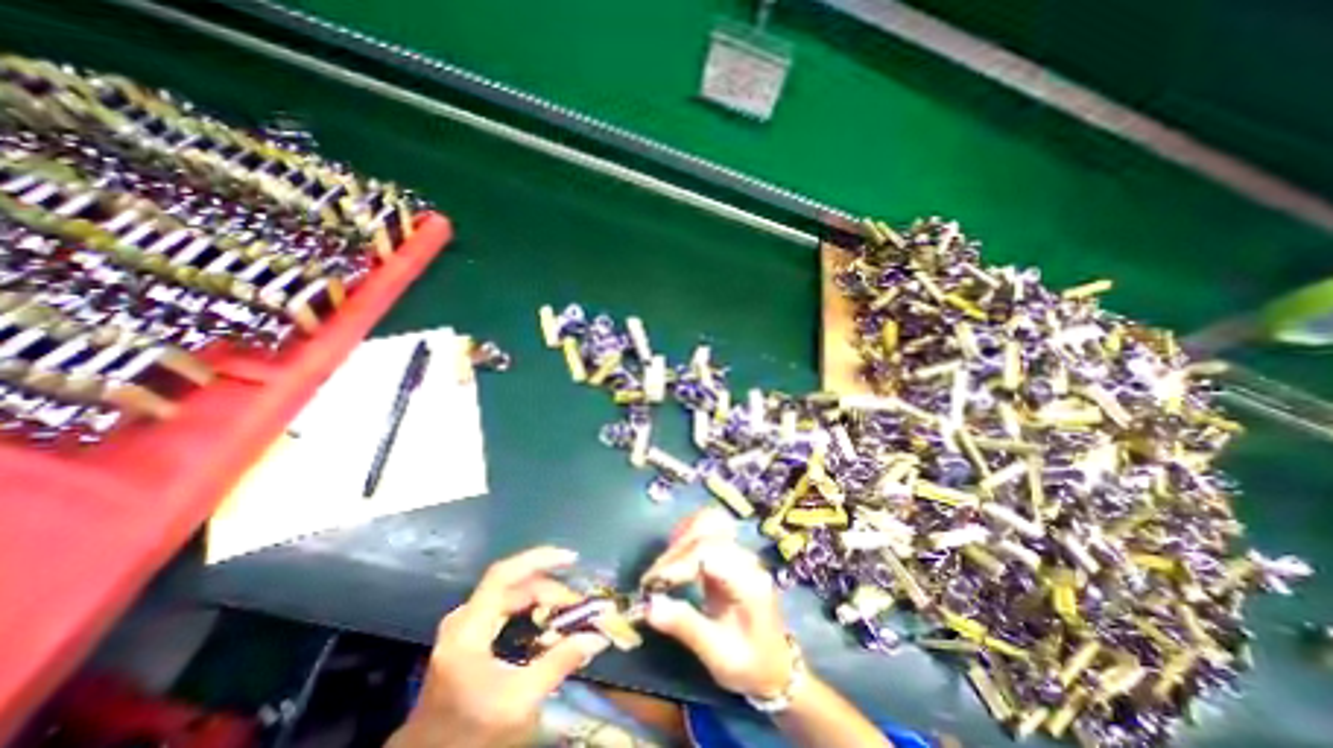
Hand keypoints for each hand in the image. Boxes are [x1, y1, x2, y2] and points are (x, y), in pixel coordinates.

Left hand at [387, 542, 610, 747]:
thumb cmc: (469, 734)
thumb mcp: (518, 701)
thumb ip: (559, 663)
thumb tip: (596, 636)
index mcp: (468, 628)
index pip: (504, 574)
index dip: (538, 559)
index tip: (571, 559)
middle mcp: (465, 619)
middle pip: (513, 587)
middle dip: (550, 590)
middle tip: (579, 604)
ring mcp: (464, 628)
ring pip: (511, 598)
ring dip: (543, 601)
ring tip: (569, 614)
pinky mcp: (469, 639)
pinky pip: (506, 611)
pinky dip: (531, 612)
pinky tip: (548, 625)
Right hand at [641, 507, 795, 700]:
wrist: (777, 666)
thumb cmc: (749, 665)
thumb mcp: (718, 655)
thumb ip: (685, 626)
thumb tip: (648, 606)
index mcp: (748, 580)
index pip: (709, 552)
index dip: (677, 563)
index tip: (652, 584)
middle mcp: (745, 557)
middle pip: (706, 531)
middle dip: (675, 552)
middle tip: (652, 581)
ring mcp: (739, 550)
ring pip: (707, 522)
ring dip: (680, 540)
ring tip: (662, 569)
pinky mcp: (729, 551)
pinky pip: (706, 529)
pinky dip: (686, 535)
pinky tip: (674, 557)